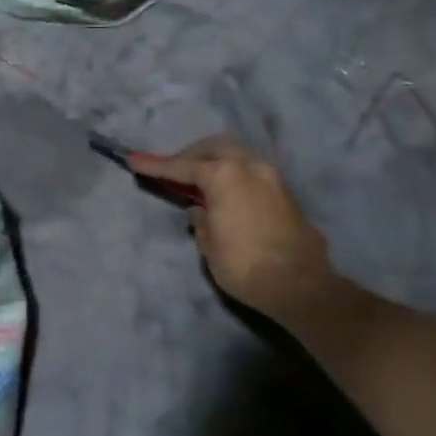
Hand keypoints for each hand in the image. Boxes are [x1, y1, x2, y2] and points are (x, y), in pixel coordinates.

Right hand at [128, 136, 335, 317]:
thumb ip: (201, 220)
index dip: (155, 165)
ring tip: (200, 181)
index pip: (181, 167)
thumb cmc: (246, 266)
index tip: (133, 159)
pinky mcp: (285, 192)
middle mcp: (249, 166)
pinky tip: (225, 193)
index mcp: (224, 175)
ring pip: (236, 155)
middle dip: (190, 156)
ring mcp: (271, 177)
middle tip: (173, 171)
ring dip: (215, 162)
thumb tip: (201, 209)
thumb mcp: (210, 245)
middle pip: (213, 148)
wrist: (302, 287)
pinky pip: (251, 171)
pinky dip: (233, 174)